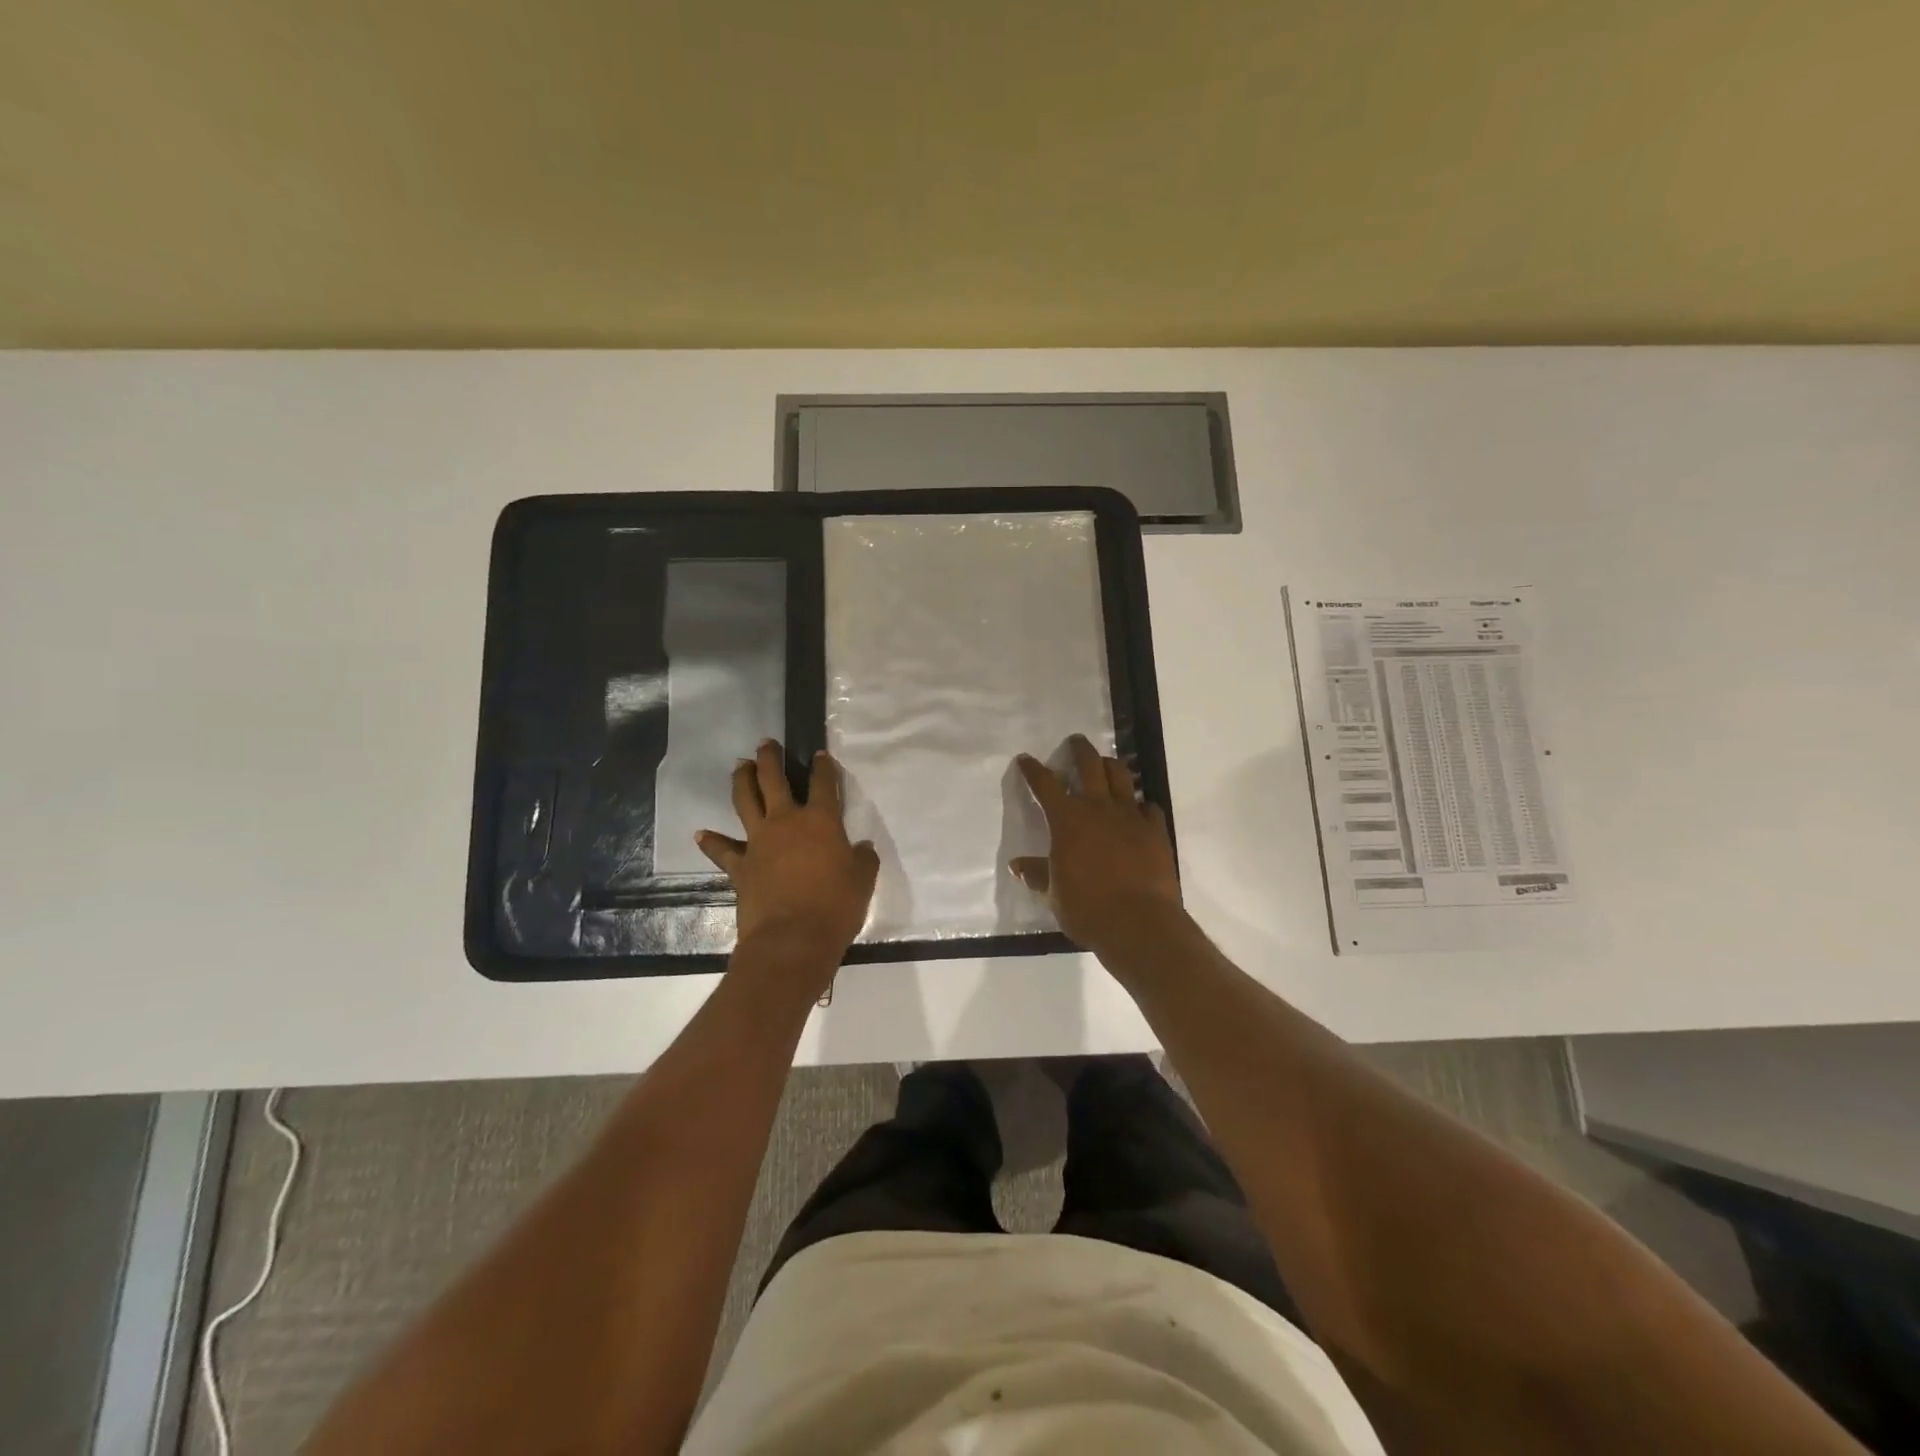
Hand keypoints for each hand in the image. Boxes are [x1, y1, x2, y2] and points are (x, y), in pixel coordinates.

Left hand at [697, 742, 879, 968]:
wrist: (792, 940)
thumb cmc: (836, 907)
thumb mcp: (863, 880)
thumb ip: (863, 859)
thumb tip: (862, 848)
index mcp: (821, 821)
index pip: (823, 784)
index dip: (823, 767)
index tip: (820, 754)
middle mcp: (786, 822)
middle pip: (773, 780)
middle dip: (770, 758)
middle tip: (766, 743)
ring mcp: (758, 842)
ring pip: (745, 801)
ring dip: (741, 780)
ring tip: (740, 765)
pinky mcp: (740, 866)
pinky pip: (722, 849)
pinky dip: (712, 841)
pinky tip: (702, 833)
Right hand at [1012, 735, 1183, 954]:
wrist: (1138, 923)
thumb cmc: (1087, 908)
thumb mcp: (1054, 894)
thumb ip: (1038, 874)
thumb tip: (1017, 865)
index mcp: (1067, 819)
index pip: (1045, 784)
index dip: (1033, 769)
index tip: (1026, 759)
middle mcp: (1098, 808)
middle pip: (1090, 765)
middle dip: (1080, 750)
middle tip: (1075, 742)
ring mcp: (1131, 816)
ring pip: (1122, 776)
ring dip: (1111, 766)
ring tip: (1106, 764)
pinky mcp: (1156, 829)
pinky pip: (1149, 807)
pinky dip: (1140, 804)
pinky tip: (1139, 809)